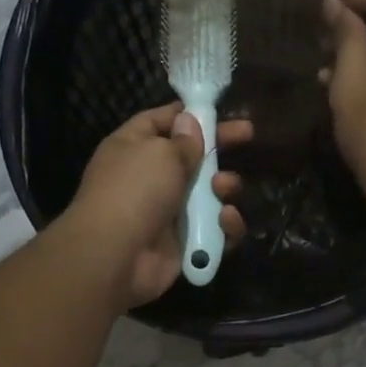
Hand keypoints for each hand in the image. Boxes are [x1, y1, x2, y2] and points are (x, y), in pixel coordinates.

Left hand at [63, 103, 250, 307]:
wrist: (116, 256)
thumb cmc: (134, 191)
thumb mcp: (160, 153)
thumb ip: (184, 140)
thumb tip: (190, 123)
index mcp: (134, 147)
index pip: (162, 120)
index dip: (189, 114)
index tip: (218, 110)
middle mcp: (151, 178)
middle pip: (193, 157)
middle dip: (220, 147)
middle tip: (249, 135)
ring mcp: (169, 212)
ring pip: (210, 194)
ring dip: (225, 187)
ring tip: (223, 188)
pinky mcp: (186, 243)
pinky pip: (216, 230)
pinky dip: (225, 226)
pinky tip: (225, 220)